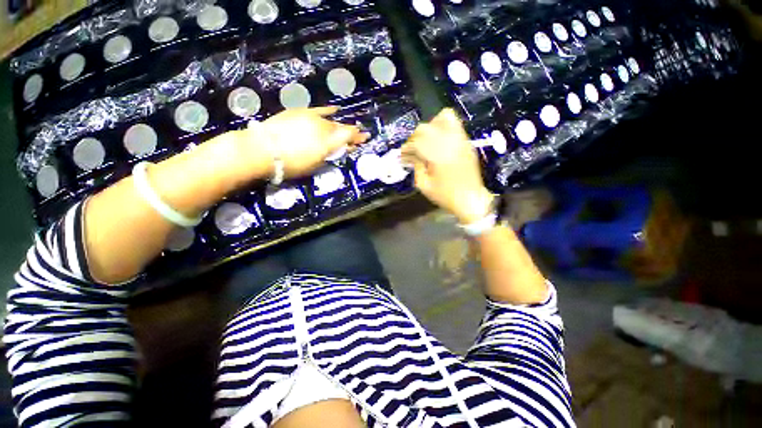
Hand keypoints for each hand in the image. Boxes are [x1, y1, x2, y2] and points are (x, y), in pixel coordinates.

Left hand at [257, 107, 367, 177]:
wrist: (262, 150)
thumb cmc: (290, 164)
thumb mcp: (315, 165)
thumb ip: (330, 155)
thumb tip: (342, 149)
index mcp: (328, 143)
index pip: (348, 137)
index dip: (358, 137)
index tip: (365, 137)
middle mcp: (323, 128)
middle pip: (341, 129)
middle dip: (351, 132)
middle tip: (358, 135)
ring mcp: (312, 118)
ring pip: (331, 122)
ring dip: (340, 126)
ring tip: (346, 128)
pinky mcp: (301, 112)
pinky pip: (318, 110)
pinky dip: (328, 110)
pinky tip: (335, 109)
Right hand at [402, 108, 493, 224]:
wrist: (470, 199)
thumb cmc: (445, 196)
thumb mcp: (424, 185)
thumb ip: (416, 166)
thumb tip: (411, 156)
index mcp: (437, 155)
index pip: (416, 142)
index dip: (406, 148)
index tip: (402, 156)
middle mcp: (449, 143)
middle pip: (425, 128)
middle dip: (414, 138)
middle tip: (411, 149)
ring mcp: (460, 140)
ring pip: (442, 119)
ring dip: (429, 128)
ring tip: (425, 140)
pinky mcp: (466, 142)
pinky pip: (455, 124)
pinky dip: (443, 126)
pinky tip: (438, 139)